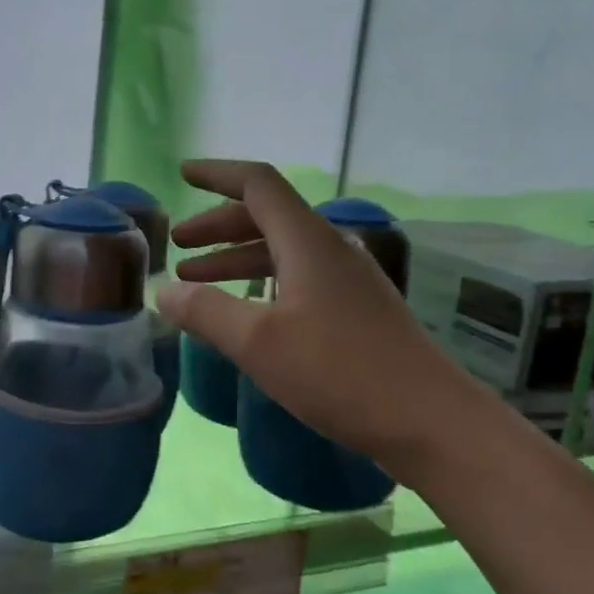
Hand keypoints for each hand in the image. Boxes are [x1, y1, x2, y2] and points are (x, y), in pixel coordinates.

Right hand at [160, 160, 468, 470]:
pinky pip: (299, 278)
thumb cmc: (339, 372)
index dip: (217, 175)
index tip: (183, 174)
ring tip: (197, 279)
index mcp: (307, 241)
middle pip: (268, 216)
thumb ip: (205, 311)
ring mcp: (349, 280)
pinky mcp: (358, 310)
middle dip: (218, 225)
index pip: (258, 185)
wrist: (430, 420)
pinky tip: (248, 311)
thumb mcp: (258, 342)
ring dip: (237, 257)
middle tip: (180, 244)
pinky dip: (263, 282)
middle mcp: (330, 248)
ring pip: (283, 250)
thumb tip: (164, 291)